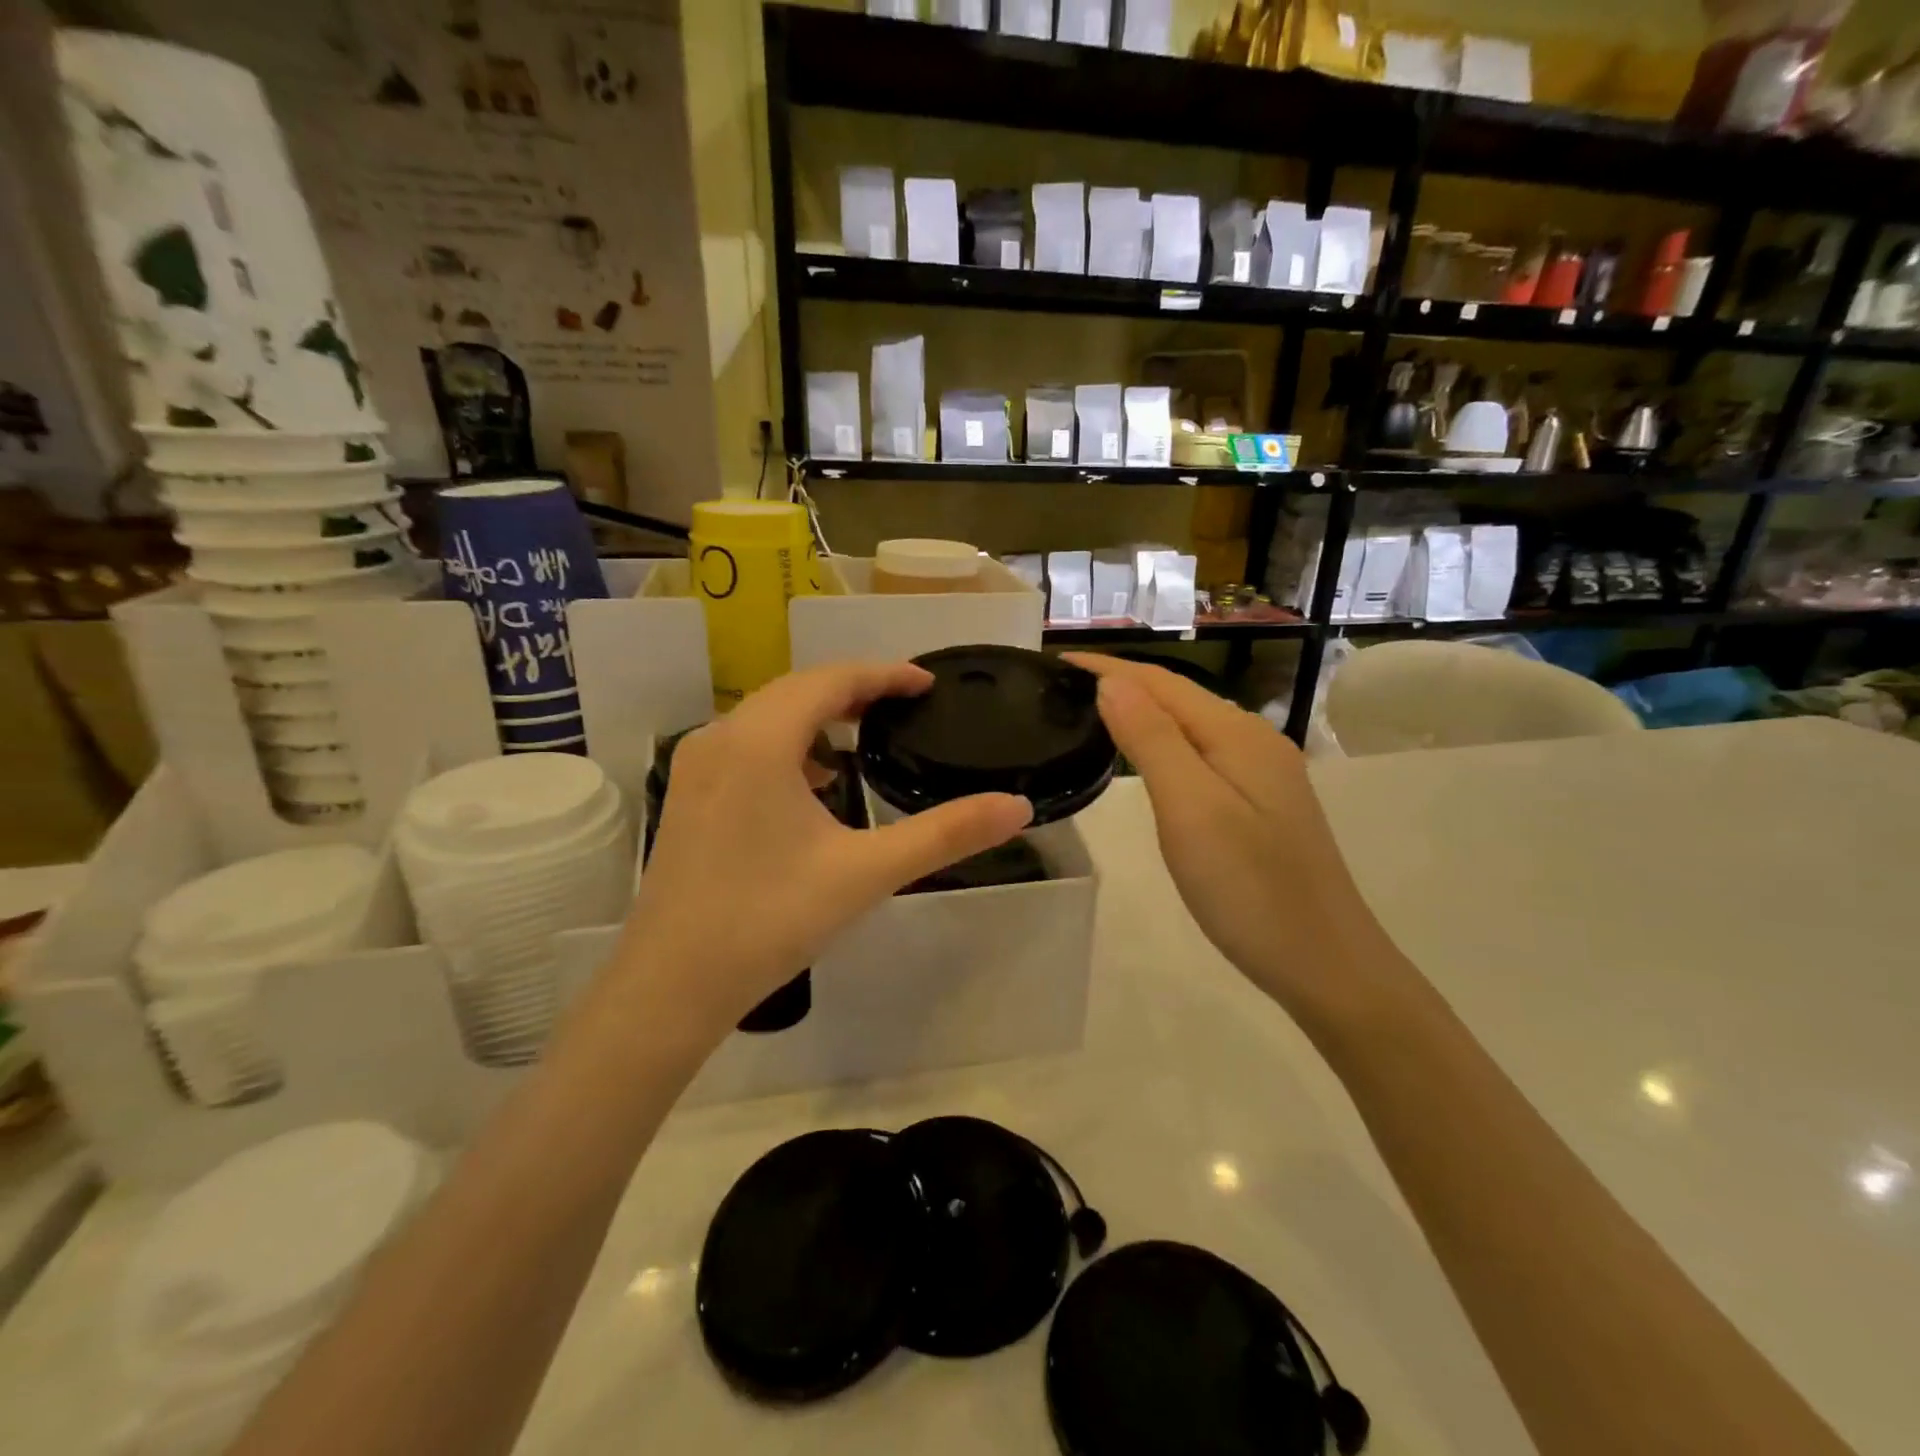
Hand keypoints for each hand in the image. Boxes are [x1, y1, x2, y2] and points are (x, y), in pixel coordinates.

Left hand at [618, 662, 1032, 1037]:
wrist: (671, 984)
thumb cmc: (770, 920)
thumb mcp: (867, 872)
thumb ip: (945, 834)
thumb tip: (1017, 807)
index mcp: (760, 740)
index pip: (831, 680)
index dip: (884, 675)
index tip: (927, 684)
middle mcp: (721, 736)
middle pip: (796, 689)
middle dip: (853, 689)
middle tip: (904, 704)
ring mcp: (696, 765)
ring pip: (766, 715)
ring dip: (817, 715)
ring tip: (865, 737)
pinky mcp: (688, 794)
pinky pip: (746, 744)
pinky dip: (788, 744)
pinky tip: (814, 783)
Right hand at [1065, 654, 1405, 1025]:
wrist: (1325, 964)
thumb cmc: (1249, 890)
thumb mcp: (1190, 810)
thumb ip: (1151, 740)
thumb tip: (1112, 683)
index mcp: (1238, 735)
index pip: (1161, 683)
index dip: (1109, 668)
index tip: (1056, 661)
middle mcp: (1254, 742)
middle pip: (1179, 697)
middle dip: (1123, 682)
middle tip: (1065, 686)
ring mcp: (1263, 774)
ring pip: (1191, 725)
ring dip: (1143, 710)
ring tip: (1093, 711)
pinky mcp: (1261, 804)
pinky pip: (1202, 754)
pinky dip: (1164, 742)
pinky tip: (1147, 757)